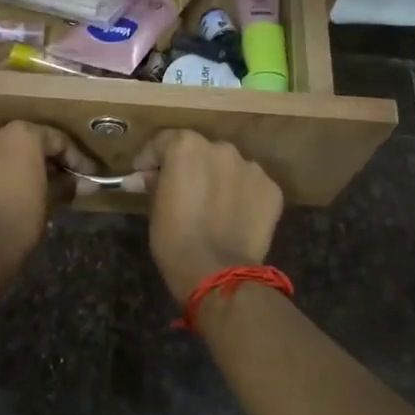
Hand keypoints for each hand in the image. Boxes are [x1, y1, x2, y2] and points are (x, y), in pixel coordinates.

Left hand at [0, 122, 95, 272]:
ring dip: (13, 165)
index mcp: (22, 135)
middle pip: (25, 141)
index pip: (57, 140)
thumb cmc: (19, 219)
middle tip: (58, 180)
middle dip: (43, 159)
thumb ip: (67, 185)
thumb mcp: (50, 200)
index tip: (88, 176)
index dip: (77, 159)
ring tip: (25, 188)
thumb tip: (87, 183)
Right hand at [132, 130, 283, 302]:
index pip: (164, 141)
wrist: (217, 272)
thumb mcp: (155, 207)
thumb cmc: (175, 239)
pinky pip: (250, 186)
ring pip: (228, 168)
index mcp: (187, 147)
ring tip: (210, 207)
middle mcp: (222, 149)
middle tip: (180, 192)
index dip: (151, 158)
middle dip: (189, 168)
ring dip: (217, 180)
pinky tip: (232, 216)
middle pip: (200, 152)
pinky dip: (240, 196)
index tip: (143, 175)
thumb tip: (142, 177)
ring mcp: (251, 168)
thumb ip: (153, 183)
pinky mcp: (271, 189)